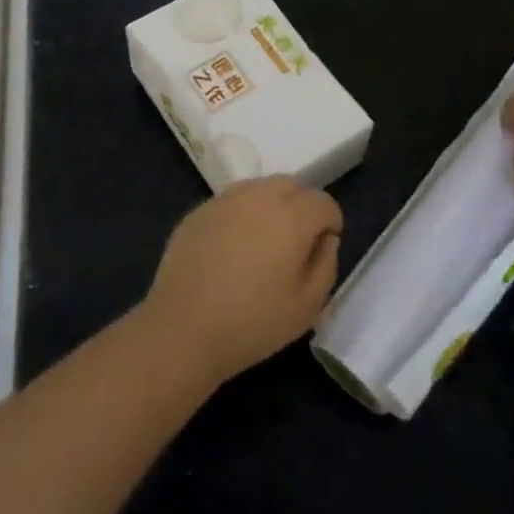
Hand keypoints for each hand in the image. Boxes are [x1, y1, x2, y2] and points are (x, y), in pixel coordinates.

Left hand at [140, 176, 342, 385]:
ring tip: (262, 244)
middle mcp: (259, 196)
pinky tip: (231, 249)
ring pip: (259, 188)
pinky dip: (241, 215)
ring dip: (270, 206)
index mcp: (291, 216)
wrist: (183, 329)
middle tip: (294, 244)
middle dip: (301, 207)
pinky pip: (231, 202)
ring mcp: (224, 200)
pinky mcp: (198, 211)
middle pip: (291, 185)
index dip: (330, 224)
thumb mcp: (308, 306)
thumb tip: (324, 239)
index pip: (323, 202)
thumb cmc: (253, 323)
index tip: (320, 250)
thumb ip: (326, 264)